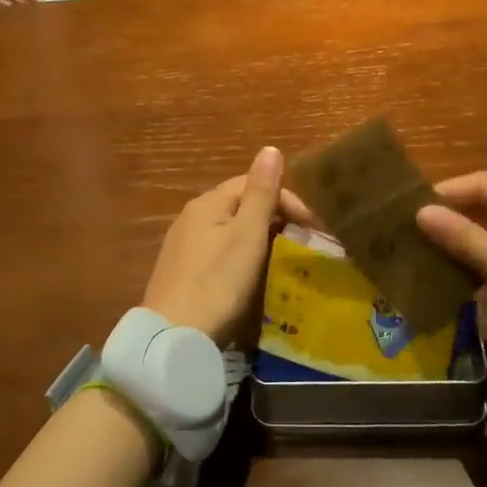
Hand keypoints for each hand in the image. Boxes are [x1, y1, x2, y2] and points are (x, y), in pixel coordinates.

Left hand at [142, 146, 310, 347]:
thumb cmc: (217, 282)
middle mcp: (191, 216)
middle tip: (301, 244)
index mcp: (208, 202)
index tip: (313, 228)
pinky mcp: (180, 272)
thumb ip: (260, 192)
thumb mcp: (247, 234)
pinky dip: (240, 255)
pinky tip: (249, 276)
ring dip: (258, 238)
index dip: (287, 200)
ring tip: (282, 260)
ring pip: (229, 229)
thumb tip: (270, 149)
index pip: (252, 184)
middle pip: (239, 205)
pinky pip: (217, 251)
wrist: (173, 337)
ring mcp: (182, 245)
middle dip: (274, 218)